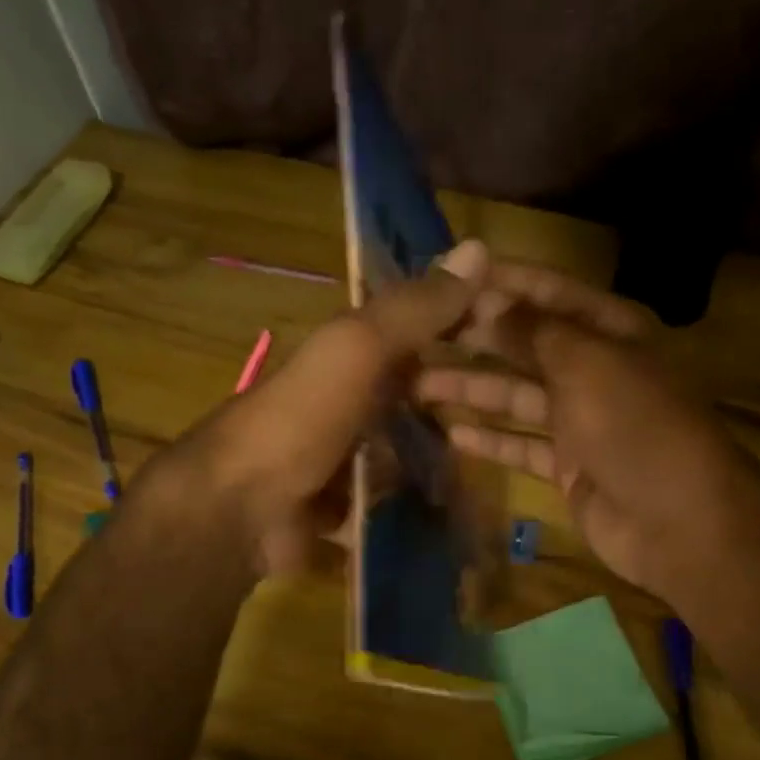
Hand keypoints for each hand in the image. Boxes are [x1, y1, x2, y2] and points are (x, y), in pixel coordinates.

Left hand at [181, 239, 490, 576]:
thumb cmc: (300, 421)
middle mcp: (346, 403)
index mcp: (345, 357)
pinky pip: (395, 500)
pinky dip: (423, 502)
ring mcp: (346, 460)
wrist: (240, 513)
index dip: (458, 327)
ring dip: (444, 455)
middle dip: (459, 402)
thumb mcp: (356, 351)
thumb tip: (479, 246)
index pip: (411, 331)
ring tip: (498, 467)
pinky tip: (462, 507)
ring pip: (407, 450)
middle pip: (413, 395)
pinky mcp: (347, 510)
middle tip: (519, 411)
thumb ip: (412, 310)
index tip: (514, 333)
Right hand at [414, 262, 759, 605]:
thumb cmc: (636, 426)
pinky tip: (451, 433)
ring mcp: (582, 421)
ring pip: (517, 397)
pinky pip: (522, 445)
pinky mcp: (570, 467)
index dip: (500, 282)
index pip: (548, 292)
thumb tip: (488, 300)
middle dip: (475, 338)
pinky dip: (491, 440)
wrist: (680, 522)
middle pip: (526, 345)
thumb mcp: (586, 364)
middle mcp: (596, 369)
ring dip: (471, 390)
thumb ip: (533, 331)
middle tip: (416, 333)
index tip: (446, 275)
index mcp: (612, 331)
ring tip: (416, 383)